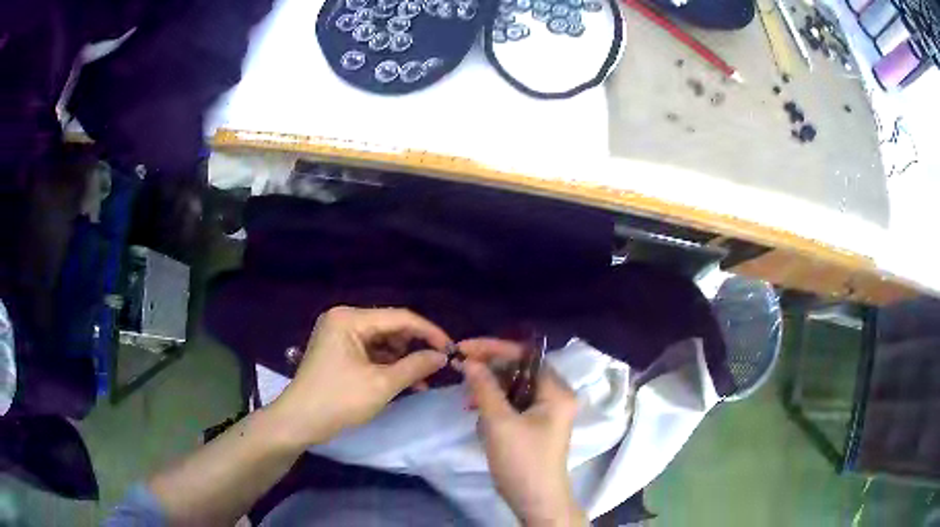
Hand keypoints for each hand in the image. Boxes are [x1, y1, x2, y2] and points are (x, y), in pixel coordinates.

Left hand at [270, 307, 449, 445]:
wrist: (299, 422)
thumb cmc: (338, 401)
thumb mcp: (381, 385)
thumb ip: (415, 366)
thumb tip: (442, 356)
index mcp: (350, 319)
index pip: (399, 317)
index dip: (428, 332)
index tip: (451, 350)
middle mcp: (344, 320)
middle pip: (390, 327)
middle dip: (415, 347)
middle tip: (437, 367)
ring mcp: (339, 335)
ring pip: (383, 341)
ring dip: (403, 359)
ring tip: (422, 380)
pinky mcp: (338, 351)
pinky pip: (371, 352)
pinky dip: (388, 365)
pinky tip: (404, 381)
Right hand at [460, 339, 586, 526]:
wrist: (535, 501)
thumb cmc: (522, 461)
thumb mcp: (499, 422)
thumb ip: (484, 388)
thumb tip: (468, 361)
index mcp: (556, 391)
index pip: (525, 356)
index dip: (494, 349)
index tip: (464, 348)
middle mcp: (555, 397)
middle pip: (519, 370)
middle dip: (489, 370)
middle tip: (460, 369)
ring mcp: (545, 413)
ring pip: (513, 389)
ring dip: (489, 390)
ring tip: (467, 401)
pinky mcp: (534, 426)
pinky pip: (512, 406)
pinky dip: (494, 407)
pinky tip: (478, 415)